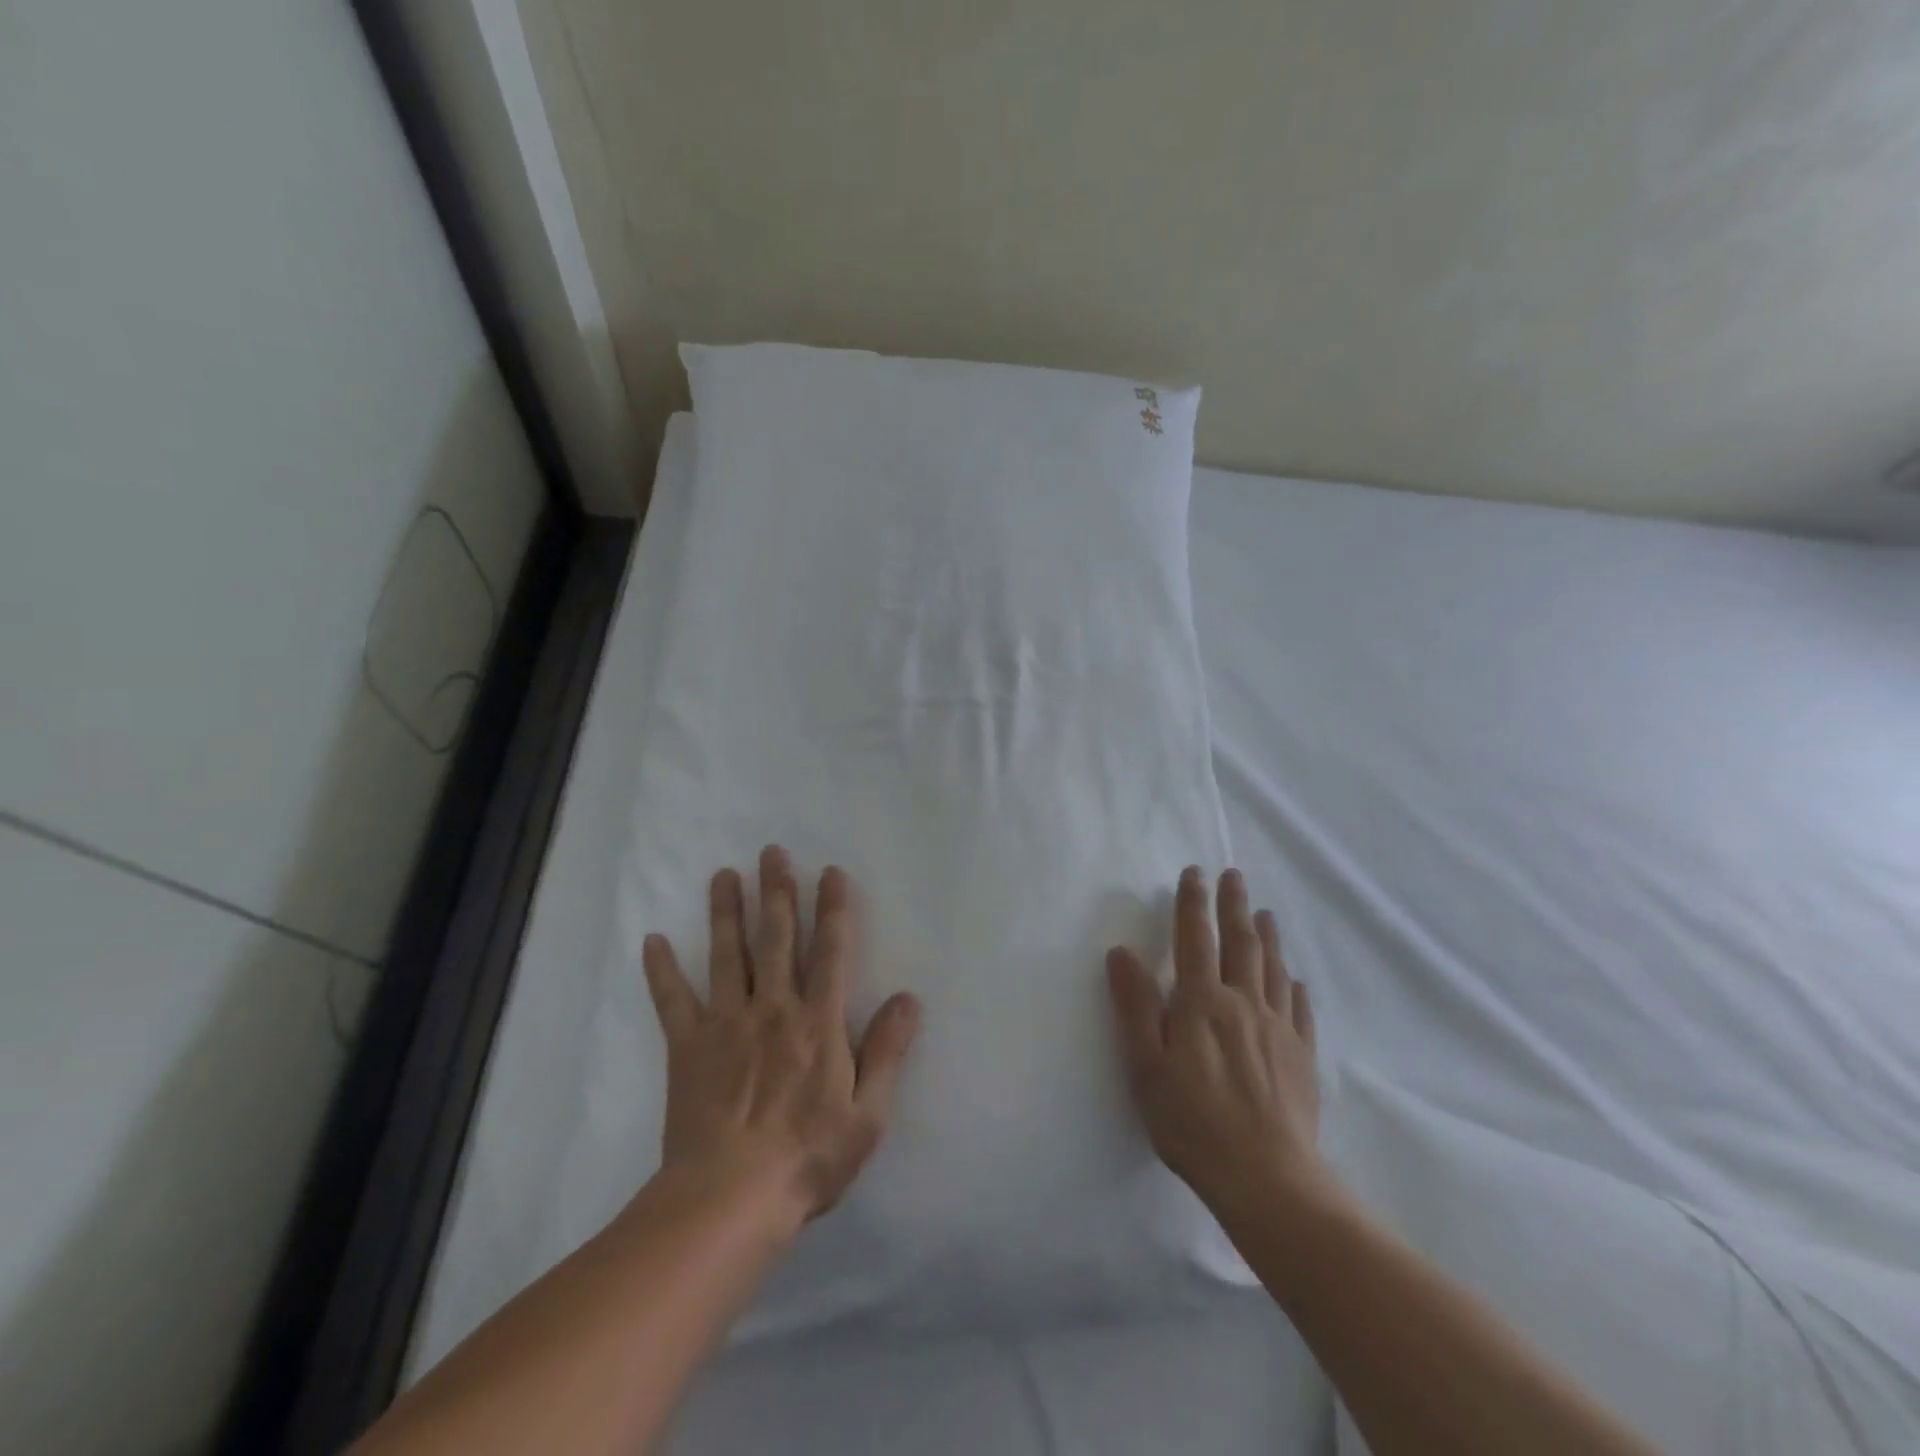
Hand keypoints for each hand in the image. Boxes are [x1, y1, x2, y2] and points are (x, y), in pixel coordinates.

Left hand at [642, 846, 919, 1230]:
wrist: (729, 1199)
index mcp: (817, 1022)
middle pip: (776, 938)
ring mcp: (726, 1023)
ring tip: (724, 874)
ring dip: (726, 912)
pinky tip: (652, 940)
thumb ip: (887, 1052)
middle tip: (772, 852)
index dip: (833, 909)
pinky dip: (661, 970)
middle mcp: (772, 1008)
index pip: (830, 951)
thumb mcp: (867, 1113)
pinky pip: (672, 1001)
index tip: (831, 872)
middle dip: (777, 892)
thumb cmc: (808, 1158)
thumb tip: (907, 998)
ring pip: (727, 955)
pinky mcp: (687, 1047)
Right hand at [1106, 867, 1326, 1220]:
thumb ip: (1135, 1006)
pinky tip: (1295, 982)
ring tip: (1265, 914)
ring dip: (1267, 937)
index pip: (1195, 938)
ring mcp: (1278, 1029)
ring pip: (1273, 970)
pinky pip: (1300, 1010)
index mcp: (1202, 1002)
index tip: (1195, 873)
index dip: (1193, 903)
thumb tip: (1122, 952)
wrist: (1268, 1179)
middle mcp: (1244, 1004)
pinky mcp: (1302, 1057)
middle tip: (1235, 875)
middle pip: (1241, 943)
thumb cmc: (1193, 1122)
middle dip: (1234, 906)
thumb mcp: (1146, 1066)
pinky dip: (1295, 988)